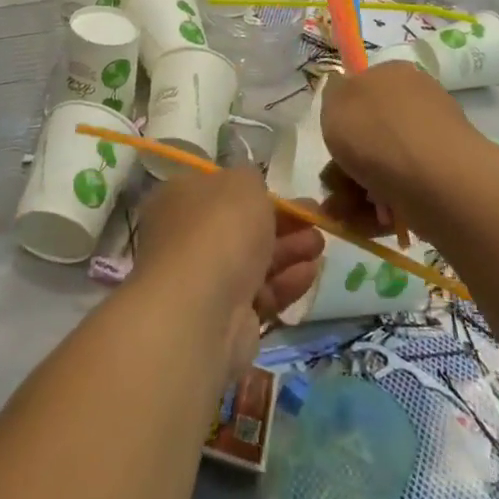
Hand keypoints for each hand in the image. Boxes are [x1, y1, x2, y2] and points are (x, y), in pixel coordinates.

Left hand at [134, 166, 322, 374]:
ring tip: (320, 245)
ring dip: (290, 250)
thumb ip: (252, 180)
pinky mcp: (226, 318)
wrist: (203, 309)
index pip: (218, 190)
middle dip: (282, 222)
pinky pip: (261, 293)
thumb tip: (252, 188)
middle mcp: (185, 240)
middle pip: (240, 227)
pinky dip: (286, 281)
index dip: (254, 191)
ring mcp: (204, 281)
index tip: (287, 193)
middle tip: (315, 218)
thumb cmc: (219, 230)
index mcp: (178, 200)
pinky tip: (311, 272)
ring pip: (254, 261)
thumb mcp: (242, 183)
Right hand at [319, 61, 479, 243]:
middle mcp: (417, 104)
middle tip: (333, 184)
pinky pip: (401, 191)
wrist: (434, 179)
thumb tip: (343, 92)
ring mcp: (431, 143)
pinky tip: (367, 220)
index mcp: (395, 75)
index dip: (342, 116)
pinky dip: (380, 207)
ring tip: (345, 211)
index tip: (332, 139)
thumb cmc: (377, 132)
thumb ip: (334, 93)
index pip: (363, 89)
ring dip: (356, 191)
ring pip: (381, 166)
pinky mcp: (441, 179)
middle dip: (345, 164)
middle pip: (369, 134)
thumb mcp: (335, 100)